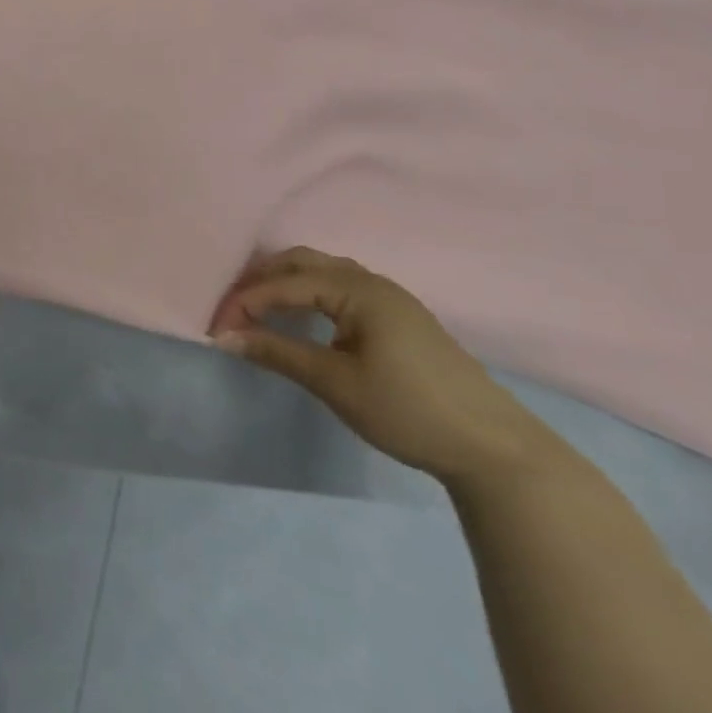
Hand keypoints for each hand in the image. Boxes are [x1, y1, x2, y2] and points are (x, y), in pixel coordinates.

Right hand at [207, 247, 565, 486]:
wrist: (495, 450)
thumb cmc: (408, 410)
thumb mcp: (334, 382)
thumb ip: (276, 353)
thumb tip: (224, 337)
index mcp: (358, 291)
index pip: (284, 284)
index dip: (244, 302)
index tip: (216, 329)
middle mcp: (373, 283)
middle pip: (301, 262)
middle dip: (260, 280)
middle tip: (231, 309)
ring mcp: (390, 299)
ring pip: (322, 272)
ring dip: (284, 283)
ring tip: (257, 309)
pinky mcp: (399, 318)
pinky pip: (339, 287)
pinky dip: (307, 293)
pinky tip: (299, 317)